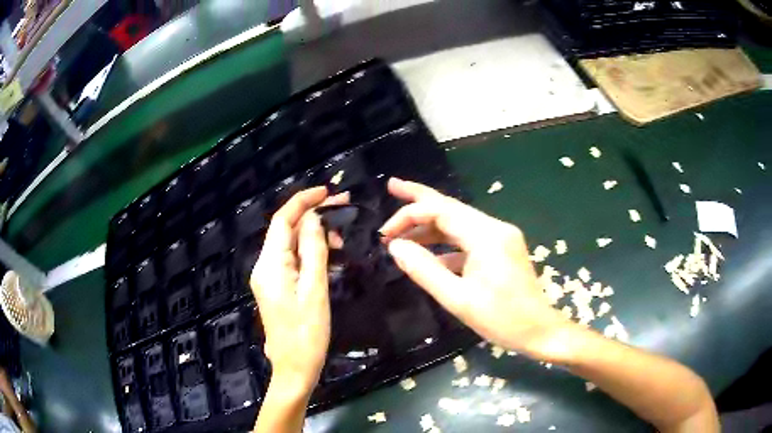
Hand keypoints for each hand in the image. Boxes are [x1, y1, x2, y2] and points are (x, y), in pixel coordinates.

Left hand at [250, 187, 346, 395]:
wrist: (294, 370)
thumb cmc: (307, 335)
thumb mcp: (315, 291)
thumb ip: (313, 251)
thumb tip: (314, 218)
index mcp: (270, 266)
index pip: (282, 220)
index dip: (302, 201)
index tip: (327, 191)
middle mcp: (264, 267)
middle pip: (285, 230)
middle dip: (311, 215)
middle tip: (343, 207)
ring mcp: (269, 278)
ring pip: (289, 245)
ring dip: (312, 234)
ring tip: (341, 236)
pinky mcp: (276, 288)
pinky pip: (291, 260)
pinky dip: (308, 251)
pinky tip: (327, 254)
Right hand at [381, 178, 570, 359]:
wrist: (540, 331)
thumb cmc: (501, 319)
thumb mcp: (457, 299)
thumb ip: (424, 270)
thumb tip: (395, 247)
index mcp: (486, 235)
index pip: (441, 211)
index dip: (409, 215)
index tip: (385, 234)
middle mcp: (495, 228)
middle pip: (451, 207)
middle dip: (419, 198)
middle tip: (392, 186)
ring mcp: (500, 237)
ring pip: (458, 222)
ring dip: (430, 226)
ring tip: (400, 229)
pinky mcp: (501, 249)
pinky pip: (468, 238)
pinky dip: (446, 243)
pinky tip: (428, 254)